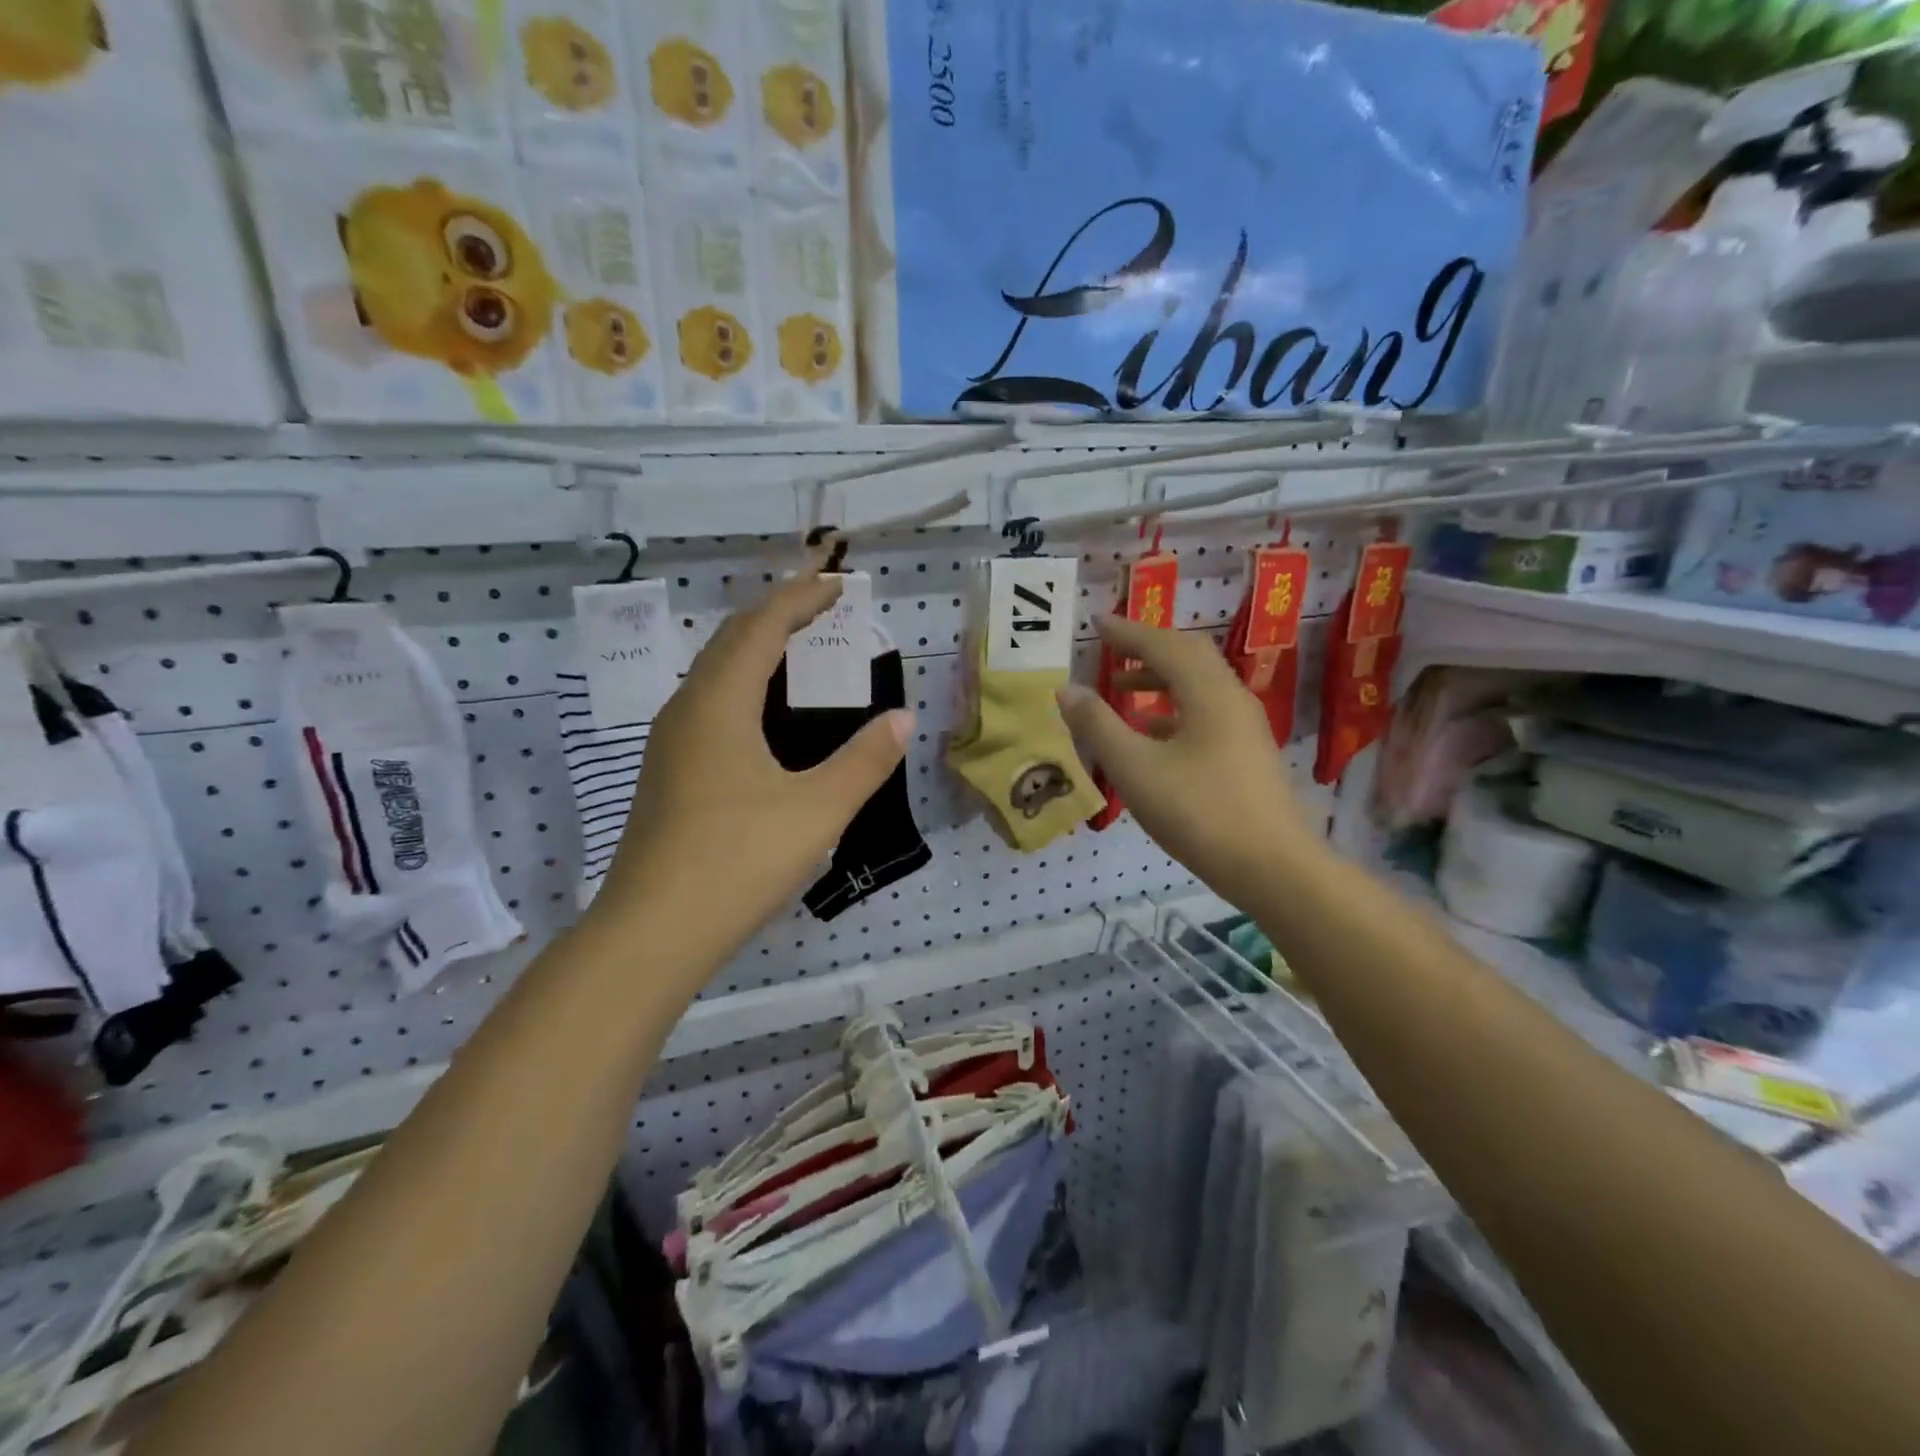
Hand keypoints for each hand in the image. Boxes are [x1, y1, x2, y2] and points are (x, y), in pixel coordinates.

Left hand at [592, 574, 911, 968]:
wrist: (652, 932)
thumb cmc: (738, 861)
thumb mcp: (817, 810)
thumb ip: (865, 760)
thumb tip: (901, 718)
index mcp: (719, 704)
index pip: (761, 627)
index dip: (799, 599)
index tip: (835, 583)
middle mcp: (687, 710)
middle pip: (731, 641)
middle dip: (776, 615)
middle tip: (820, 606)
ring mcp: (670, 743)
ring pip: (714, 673)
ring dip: (756, 650)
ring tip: (798, 650)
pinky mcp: (667, 773)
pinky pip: (709, 704)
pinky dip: (744, 686)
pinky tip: (764, 717)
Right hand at [1057, 615, 1319, 905]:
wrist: (1272, 867)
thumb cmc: (1199, 812)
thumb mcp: (1135, 769)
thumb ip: (1098, 725)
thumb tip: (1067, 689)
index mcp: (1208, 693)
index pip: (1165, 645)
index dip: (1128, 632)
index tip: (1098, 622)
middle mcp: (1232, 699)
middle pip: (1189, 656)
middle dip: (1148, 648)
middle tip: (1112, 647)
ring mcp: (1244, 727)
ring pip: (1199, 686)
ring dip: (1160, 680)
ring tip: (1122, 690)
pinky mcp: (1246, 754)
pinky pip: (1205, 713)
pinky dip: (1173, 710)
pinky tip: (1151, 734)